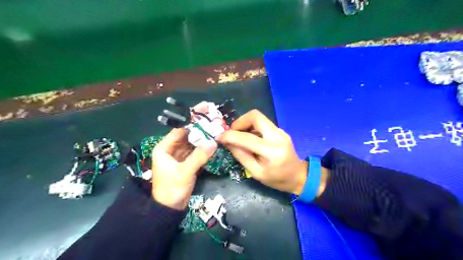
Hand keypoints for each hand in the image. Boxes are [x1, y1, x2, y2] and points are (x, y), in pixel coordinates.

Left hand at [152, 129, 216, 209]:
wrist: (170, 208)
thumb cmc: (171, 188)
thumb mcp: (184, 172)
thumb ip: (199, 157)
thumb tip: (213, 142)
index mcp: (164, 148)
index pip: (179, 131)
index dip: (192, 125)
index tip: (207, 120)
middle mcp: (171, 149)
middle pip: (186, 136)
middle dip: (199, 132)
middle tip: (215, 126)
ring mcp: (180, 155)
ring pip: (192, 143)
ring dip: (202, 140)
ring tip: (216, 133)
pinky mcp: (187, 162)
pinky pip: (195, 151)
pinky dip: (203, 149)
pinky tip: (213, 144)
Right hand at [216, 109, 318, 194]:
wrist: (298, 176)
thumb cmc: (277, 179)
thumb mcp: (256, 173)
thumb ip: (241, 156)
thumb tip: (227, 142)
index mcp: (272, 151)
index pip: (246, 138)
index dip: (230, 135)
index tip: (219, 137)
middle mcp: (277, 136)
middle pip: (255, 116)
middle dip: (239, 122)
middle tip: (232, 133)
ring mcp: (280, 131)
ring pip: (258, 117)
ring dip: (244, 124)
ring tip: (239, 137)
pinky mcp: (279, 130)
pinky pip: (262, 123)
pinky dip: (251, 127)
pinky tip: (249, 139)